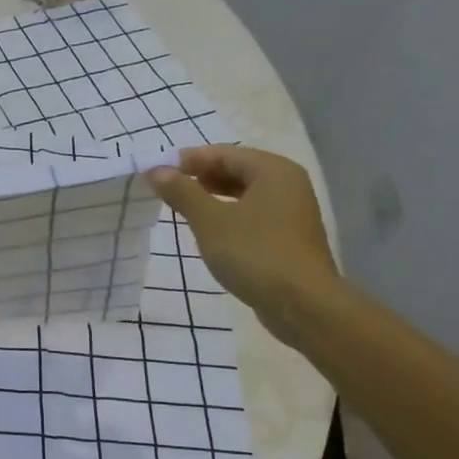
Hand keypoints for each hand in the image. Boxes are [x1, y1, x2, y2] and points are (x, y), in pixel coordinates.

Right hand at [146, 146, 342, 345]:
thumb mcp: (210, 221)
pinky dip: (228, 215)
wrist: (302, 304)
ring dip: (212, 197)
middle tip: (166, 190)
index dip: (188, 160)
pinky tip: (209, 230)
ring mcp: (291, 212)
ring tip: (182, 208)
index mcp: (273, 170)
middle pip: (236, 170)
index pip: (224, 153)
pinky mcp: (288, 237)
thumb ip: (182, 192)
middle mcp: (287, 184)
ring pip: (244, 194)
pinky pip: (252, 214)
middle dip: (200, 178)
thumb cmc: (254, 253)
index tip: (157, 172)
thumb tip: (155, 170)